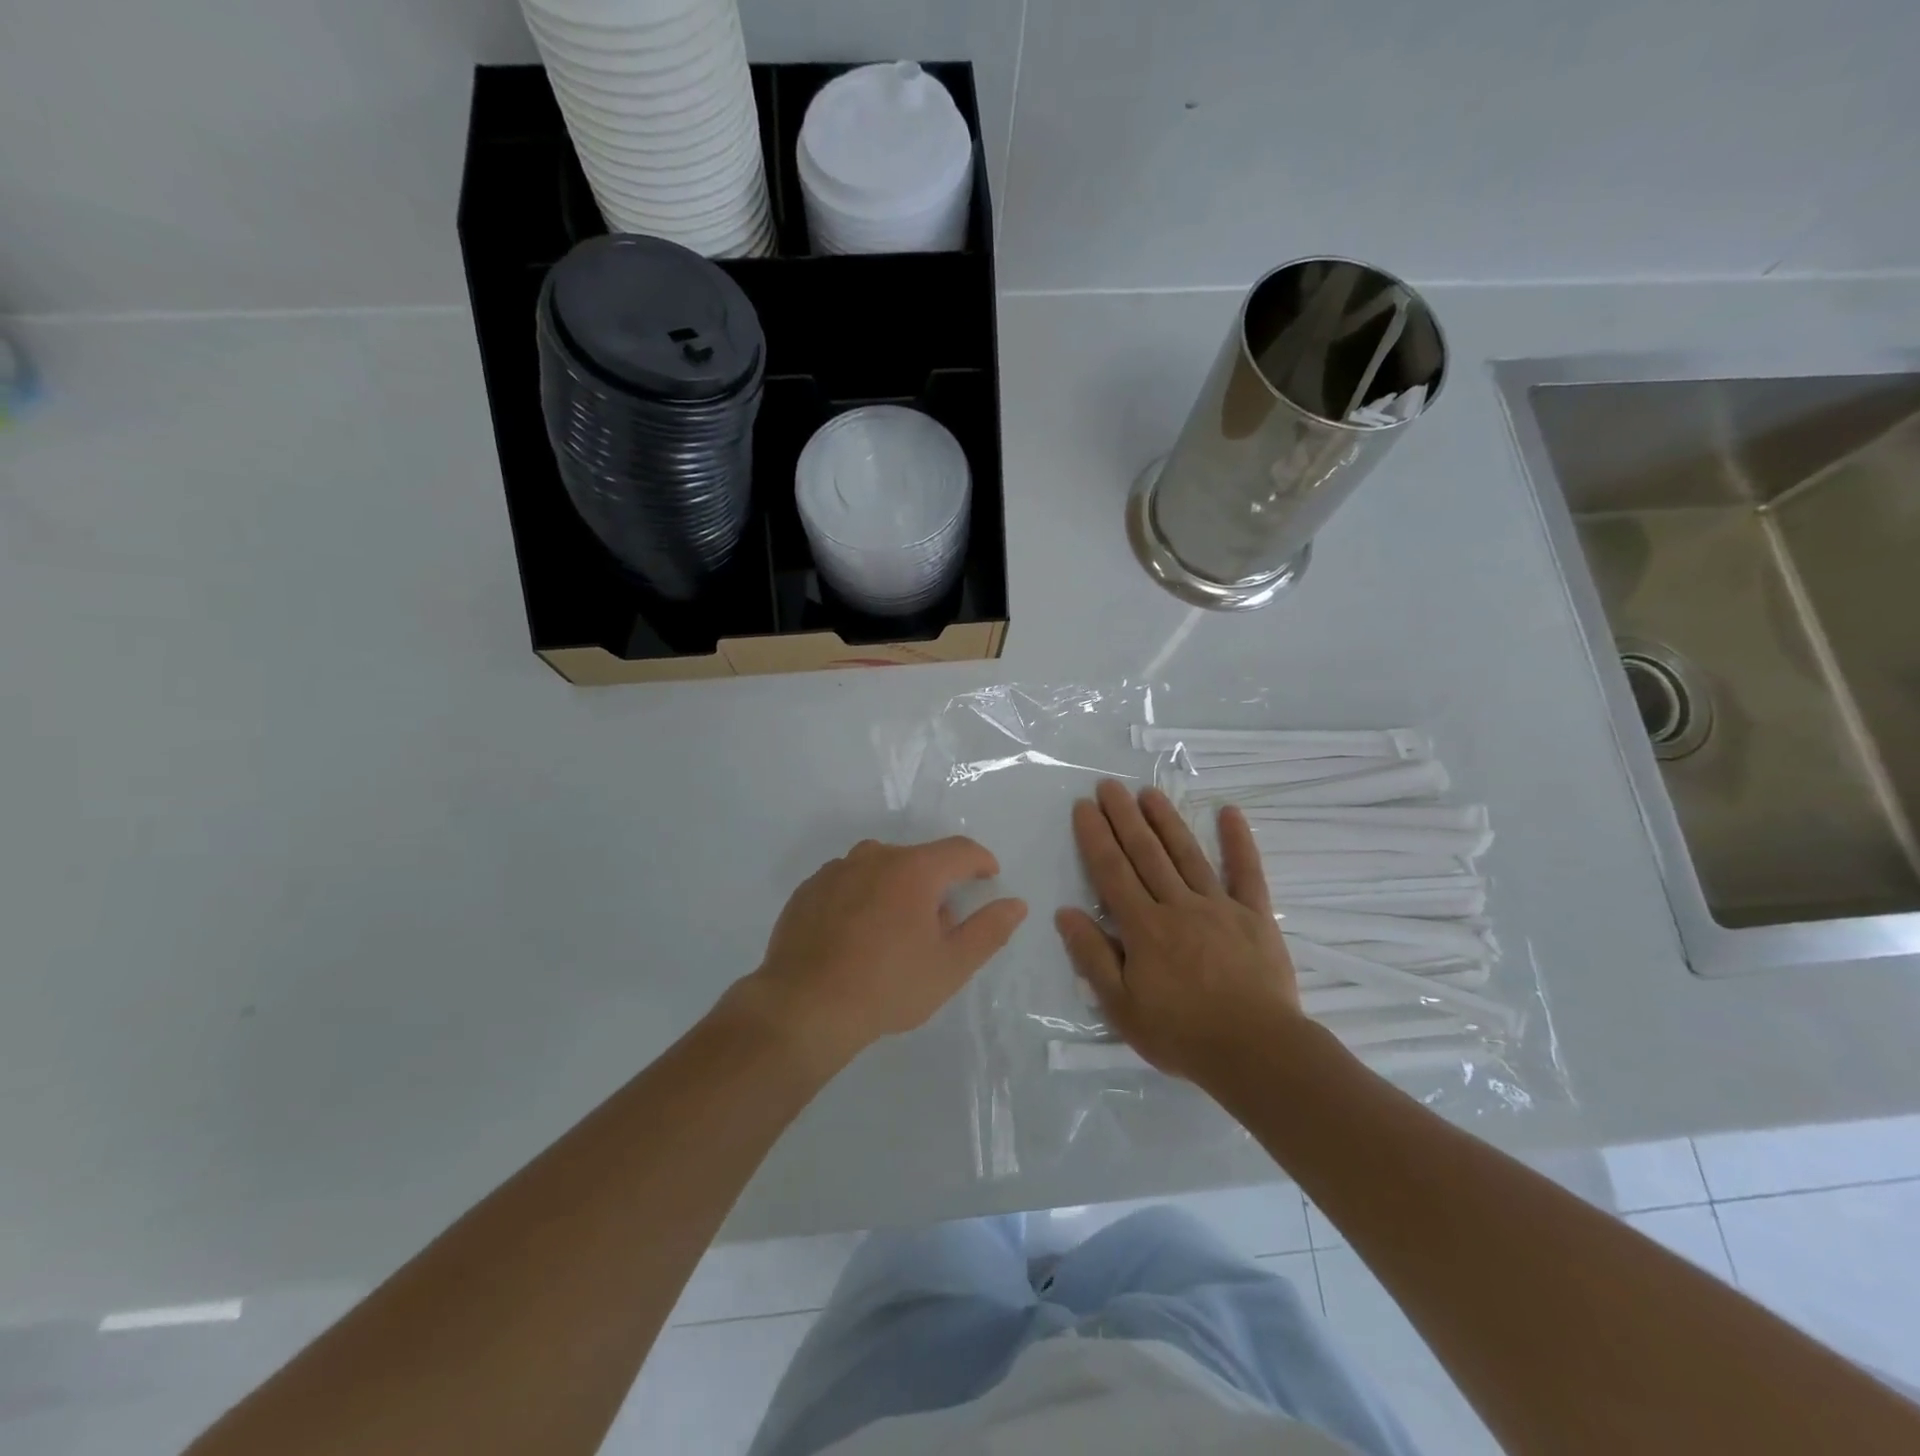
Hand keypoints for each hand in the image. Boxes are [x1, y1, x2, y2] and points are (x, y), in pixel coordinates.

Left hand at [742, 837, 1026, 1072]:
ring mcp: (836, 870)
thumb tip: (1016, 903)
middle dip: (935, 884)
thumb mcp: (950, 966)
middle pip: (918, 859)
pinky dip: (861, 899)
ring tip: (894, 933)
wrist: (803, 1007)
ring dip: (896, 889)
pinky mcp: (808, 889)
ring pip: (880, 869)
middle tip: (939, 925)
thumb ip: (989, 930)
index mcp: (914, 869)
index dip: (981, 861)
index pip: (960, 850)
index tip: (989, 877)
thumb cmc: (888, 986)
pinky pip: (848, 883)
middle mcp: (874, 856)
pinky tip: (856, 936)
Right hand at [1055, 780, 1302, 1083]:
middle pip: (1145, 853)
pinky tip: (1230, 812)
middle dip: (1124, 817)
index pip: (1112, 872)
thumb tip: (1065, 913)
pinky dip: (1238, 841)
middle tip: (1109, 785)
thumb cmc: (1182, 1034)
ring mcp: (1219, 906)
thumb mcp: (1121, 1007)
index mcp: (1144, 927)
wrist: (1257, 1053)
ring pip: (1186, 854)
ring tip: (1148, 792)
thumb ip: (1092, 957)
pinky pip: (1246, 872)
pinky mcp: (1255, 916)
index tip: (1084, 807)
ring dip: (1166, 820)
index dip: (1095, 837)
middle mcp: (1178, 906)